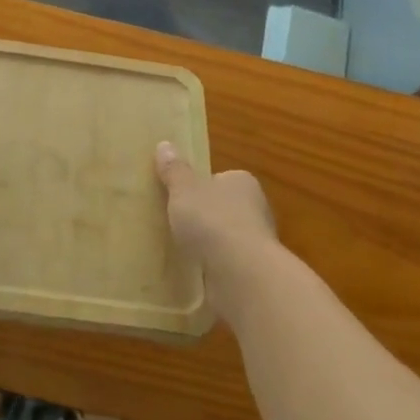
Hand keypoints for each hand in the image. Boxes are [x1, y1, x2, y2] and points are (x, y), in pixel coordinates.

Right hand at [155, 142, 278, 300]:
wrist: (241, 275)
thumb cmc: (213, 220)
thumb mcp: (184, 190)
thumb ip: (174, 171)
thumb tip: (164, 145)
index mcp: (243, 182)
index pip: (221, 178)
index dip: (201, 186)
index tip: (180, 196)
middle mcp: (255, 209)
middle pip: (223, 208)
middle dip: (204, 216)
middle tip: (175, 223)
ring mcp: (255, 243)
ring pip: (226, 238)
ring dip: (209, 245)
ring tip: (180, 250)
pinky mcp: (251, 273)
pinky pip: (225, 264)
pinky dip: (212, 267)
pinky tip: (193, 272)